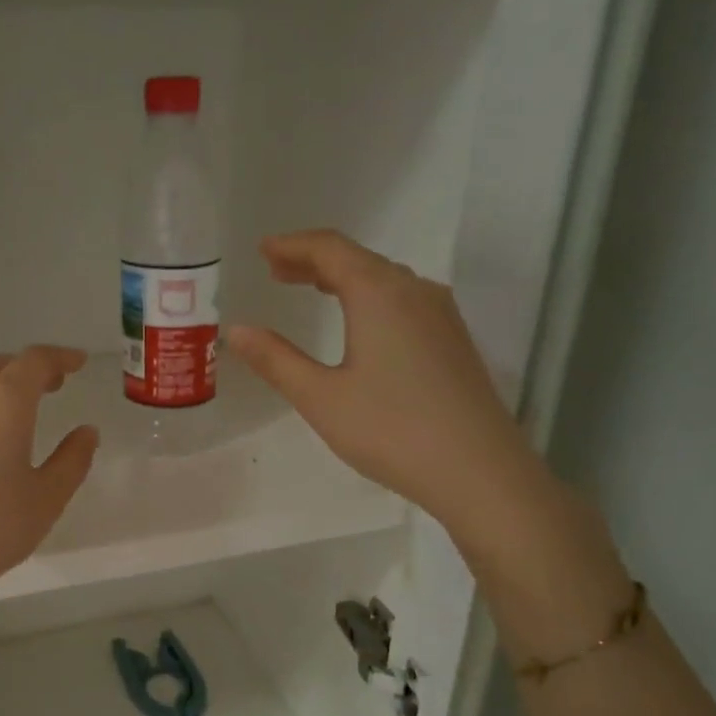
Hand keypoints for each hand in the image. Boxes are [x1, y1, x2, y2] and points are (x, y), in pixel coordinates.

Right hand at [225, 229, 556, 550]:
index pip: (330, 249)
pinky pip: (404, 301)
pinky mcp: (453, 341)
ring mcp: (441, 315)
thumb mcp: (321, 397)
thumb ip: (276, 360)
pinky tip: (361, 324)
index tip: (263, 249)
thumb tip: (237, 331)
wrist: (478, 470)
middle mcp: (415, 291)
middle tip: (277, 270)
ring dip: (344, 279)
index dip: (293, 245)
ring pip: (385, 280)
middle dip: (315, 261)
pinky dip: (370, 298)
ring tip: (312, 290)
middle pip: (359, 259)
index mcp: (379, 293)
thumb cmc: (390, 429)